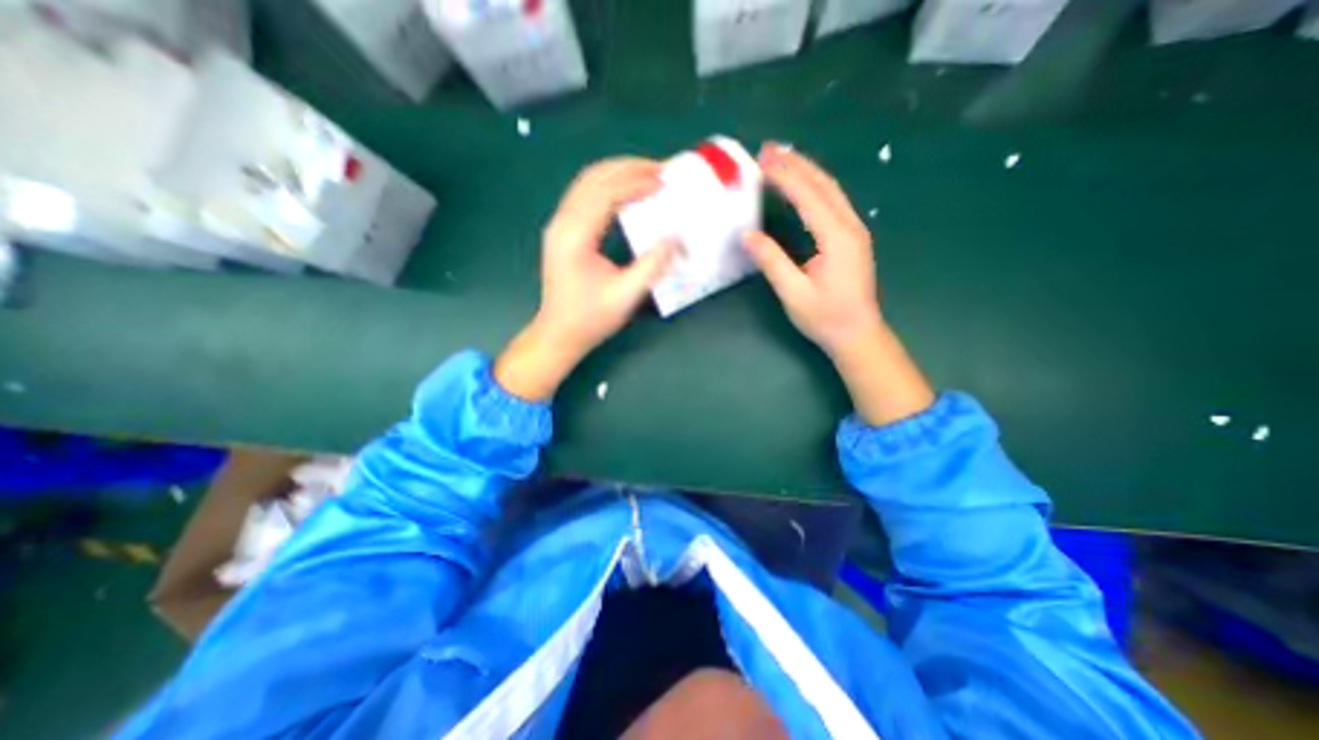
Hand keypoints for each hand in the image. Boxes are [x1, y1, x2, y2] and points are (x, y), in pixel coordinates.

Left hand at [495, 157, 677, 401]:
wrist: (559, 333)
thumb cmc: (591, 318)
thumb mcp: (626, 296)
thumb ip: (652, 265)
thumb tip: (676, 237)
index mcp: (575, 236)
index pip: (606, 192)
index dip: (637, 182)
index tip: (664, 181)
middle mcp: (562, 223)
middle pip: (593, 178)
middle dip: (628, 167)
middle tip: (661, 169)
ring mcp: (559, 225)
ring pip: (586, 182)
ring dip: (617, 173)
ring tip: (647, 174)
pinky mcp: (562, 231)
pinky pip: (584, 195)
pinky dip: (607, 186)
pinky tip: (626, 192)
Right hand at [741, 141, 936, 422]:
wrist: (857, 334)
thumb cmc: (825, 317)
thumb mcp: (793, 293)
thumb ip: (771, 261)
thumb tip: (747, 235)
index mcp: (837, 237)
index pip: (808, 197)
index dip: (784, 176)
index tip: (761, 162)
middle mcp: (850, 226)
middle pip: (823, 184)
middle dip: (795, 163)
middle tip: (768, 149)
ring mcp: (854, 230)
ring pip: (830, 189)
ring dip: (806, 170)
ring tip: (781, 158)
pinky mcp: (851, 237)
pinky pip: (832, 201)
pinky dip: (814, 186)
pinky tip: (801, 183)